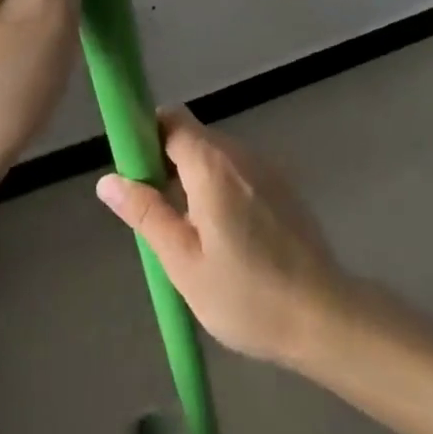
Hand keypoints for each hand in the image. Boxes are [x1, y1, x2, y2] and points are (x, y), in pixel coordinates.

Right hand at [96, 110, 348, 365]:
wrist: (324, 315)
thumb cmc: (246, 294)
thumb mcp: (184, 262)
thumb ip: (147, 214)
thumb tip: (108, 179)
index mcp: (211, 163)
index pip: (170, 119)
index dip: (146, 136)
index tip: (135, 174)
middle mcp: (239, 153)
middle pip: (192, 137)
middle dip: (166, 164)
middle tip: (157, 217)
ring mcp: (265, 167)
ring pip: (215, 156)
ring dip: (194, 180)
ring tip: (190, 236)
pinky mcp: (282, 186)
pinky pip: (238, 172)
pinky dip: (221, 189)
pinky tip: (225, 238)